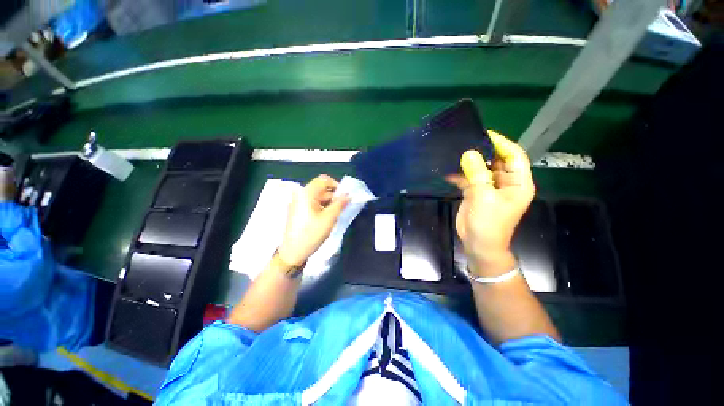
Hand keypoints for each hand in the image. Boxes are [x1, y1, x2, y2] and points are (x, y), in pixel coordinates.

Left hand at [277, 175, 349, 266]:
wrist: (292, 253)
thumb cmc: (311, 234)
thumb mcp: (329, 218)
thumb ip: (339, 204)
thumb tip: (349, 195)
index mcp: (306, 194)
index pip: (324, 180)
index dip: (336, 185)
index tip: (344, 196)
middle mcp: (301, 195)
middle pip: (321, 189)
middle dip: (334, 196)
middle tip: (343, 207)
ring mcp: (298, 203)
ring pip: (318, 197)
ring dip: (329, 203)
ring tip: (336, 214)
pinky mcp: (298, 211)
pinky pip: (313, 204)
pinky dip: (322, 208)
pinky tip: (328, 218)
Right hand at [447, 131, 534, 276]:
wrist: (478, 244)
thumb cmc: (488, 223)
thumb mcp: (484, 197)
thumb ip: (477, 174)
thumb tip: (469, 153)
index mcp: (518, 183)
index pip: (514, 156)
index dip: (502, 143)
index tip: (485, 134)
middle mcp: (506, 183)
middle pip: (497, 161)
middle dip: (483, 151)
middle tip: (466, 141)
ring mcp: (490, 187)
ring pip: (481, 168)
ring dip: (469, 162)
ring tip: (455, 152)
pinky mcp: (476, 192)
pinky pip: (469, 178)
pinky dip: (460, 174)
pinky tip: (447, 170)